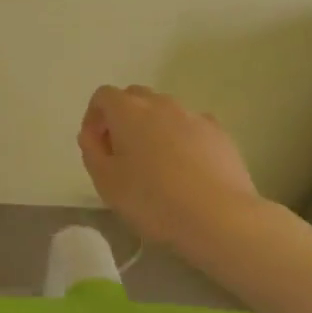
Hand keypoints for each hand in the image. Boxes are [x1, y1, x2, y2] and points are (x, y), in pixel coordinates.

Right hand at [76, 85, 262, 252]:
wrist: (218, 216)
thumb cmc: (153, 200)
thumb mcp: (106, 182)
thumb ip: (92, 151)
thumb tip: (92, 134)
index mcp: (129, 112)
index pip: (104, 96)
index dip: (94, 117)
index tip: (96, 146)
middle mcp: (162, 104)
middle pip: (135, 98)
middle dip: (123, 119)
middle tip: (122, 154)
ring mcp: (194, 116)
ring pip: (165, 112)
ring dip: (153, 128)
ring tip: (156, 165)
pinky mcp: (219, 133)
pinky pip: (191, 127)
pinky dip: (181, 139)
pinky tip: (186, 170)